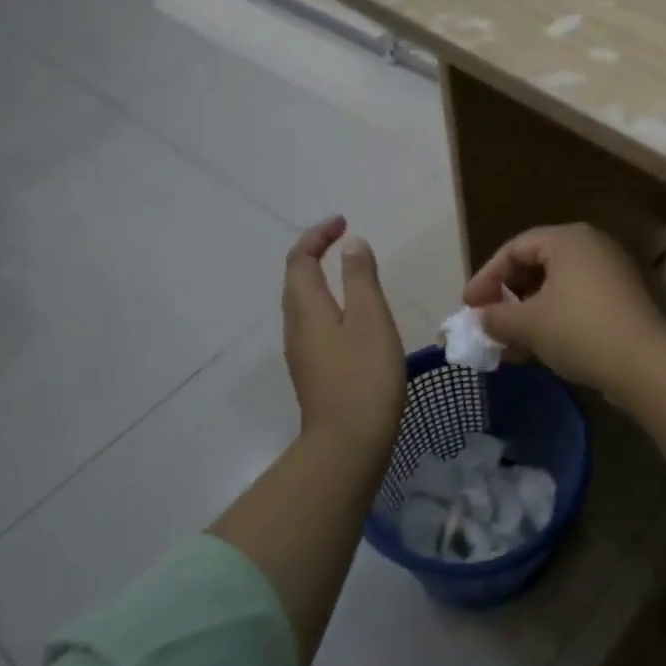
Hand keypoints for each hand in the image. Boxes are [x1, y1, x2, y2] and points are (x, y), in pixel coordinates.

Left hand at [283, 216, 404, 458]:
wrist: (347, 443)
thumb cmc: (364, 375)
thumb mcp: (370, 318)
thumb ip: (360, 278)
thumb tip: (351, 245)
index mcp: (306, 308)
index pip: (299, 259)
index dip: (317, 235)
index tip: (344, 222)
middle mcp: (296, 326)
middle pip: (296, 279)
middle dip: (316, 253)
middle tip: (346, 242)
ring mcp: (302, 352)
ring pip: (304, 303)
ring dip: (322, 279)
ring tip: (353, 273)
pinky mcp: (314, 371)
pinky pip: (314, 324)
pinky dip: (329, 304)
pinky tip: (354, 319)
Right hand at [460, 223, 665, 388]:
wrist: (644, 364)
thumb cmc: (578, 331)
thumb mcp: (527, 324)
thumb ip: (496, 317)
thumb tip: (481, 319)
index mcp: (568, 239)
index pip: (515, 248)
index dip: (486, 277)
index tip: (469, 307)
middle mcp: (591, 246)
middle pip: (536, 265)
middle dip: (507, 297)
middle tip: (489, 323)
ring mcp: (611, 273)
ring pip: (557, 287)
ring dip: (528, 314)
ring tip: (510, 346)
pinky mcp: (623, 300)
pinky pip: (577, 301)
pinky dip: (553, 320)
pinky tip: (539, 349)